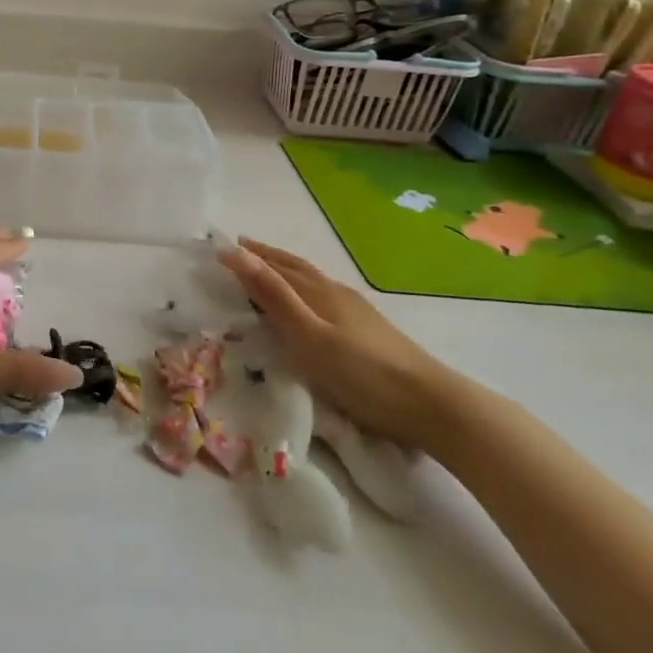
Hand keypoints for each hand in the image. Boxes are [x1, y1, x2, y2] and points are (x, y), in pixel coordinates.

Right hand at [218, 238, 458, 447]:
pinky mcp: (368, 331)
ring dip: (285, 272)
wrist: (431, 405)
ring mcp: (356, 311)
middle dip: (266, 257)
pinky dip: (304, 291)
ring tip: (267, 272)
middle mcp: (336, 293)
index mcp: (319, 292)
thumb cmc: (362, 373)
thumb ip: (273, 295)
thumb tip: (235, 252)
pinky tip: (310, 305)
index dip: (250, 256)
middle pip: (295, 268)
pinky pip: (324, 298)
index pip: (276, 266)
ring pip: (311, 282)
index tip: (221, 247)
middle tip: (241, 249)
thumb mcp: (308, 335)